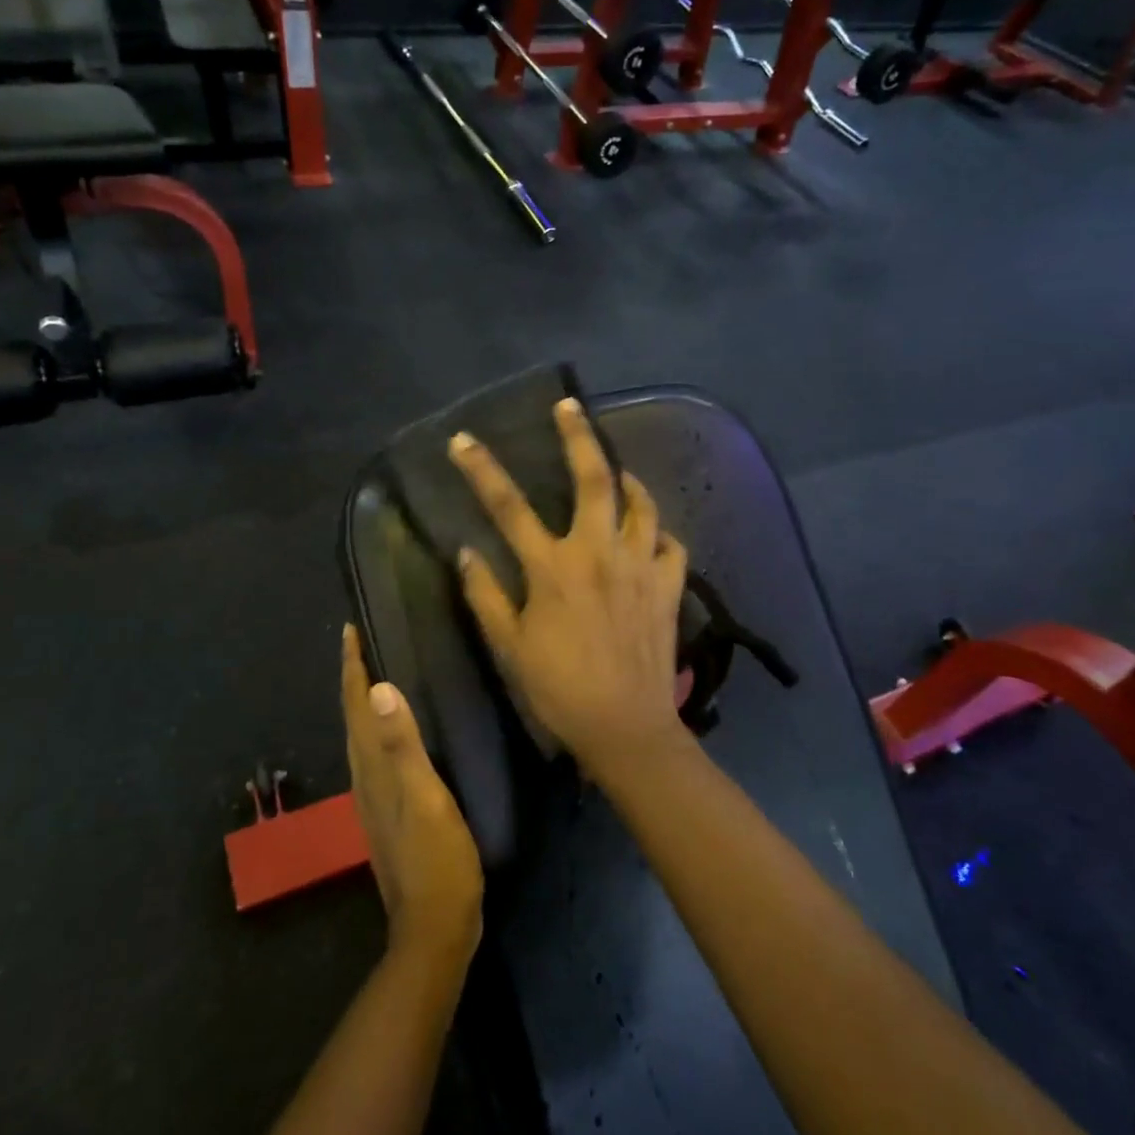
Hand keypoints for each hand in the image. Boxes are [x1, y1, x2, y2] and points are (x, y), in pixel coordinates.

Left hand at [342, 624, 483, 965]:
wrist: (436, 928)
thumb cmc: (437, 860)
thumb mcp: (425, 799)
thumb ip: (402, 746)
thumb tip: (376, 689)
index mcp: (371, 770)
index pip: (354, 707)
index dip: (351, 668)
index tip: (348, 630)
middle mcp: (365, 779)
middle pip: (352, 718)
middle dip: (352, 678)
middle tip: (360, 641)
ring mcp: (376, 799)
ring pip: (362, 737)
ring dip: (362, 702)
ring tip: (373, 674)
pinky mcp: (390, 812)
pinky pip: (377, 756)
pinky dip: (378, 730)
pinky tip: (395, 732)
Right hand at [448, 397, 689, 780]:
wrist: (626, 728)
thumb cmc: (559, 689)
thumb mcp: (509, 646)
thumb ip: (486, 595)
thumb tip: (467, 551)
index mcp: (553, 568)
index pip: (508, 506)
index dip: (481, 469)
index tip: (462, 440)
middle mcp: (599, 553)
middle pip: (593, 478)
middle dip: (579, 436)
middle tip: (570, 406)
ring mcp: (640, 566)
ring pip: (642, 504)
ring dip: (628, 480)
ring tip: (617, 471)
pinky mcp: (668, 587)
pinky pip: (672, 545)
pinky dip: (660, 532)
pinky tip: (650, 535)